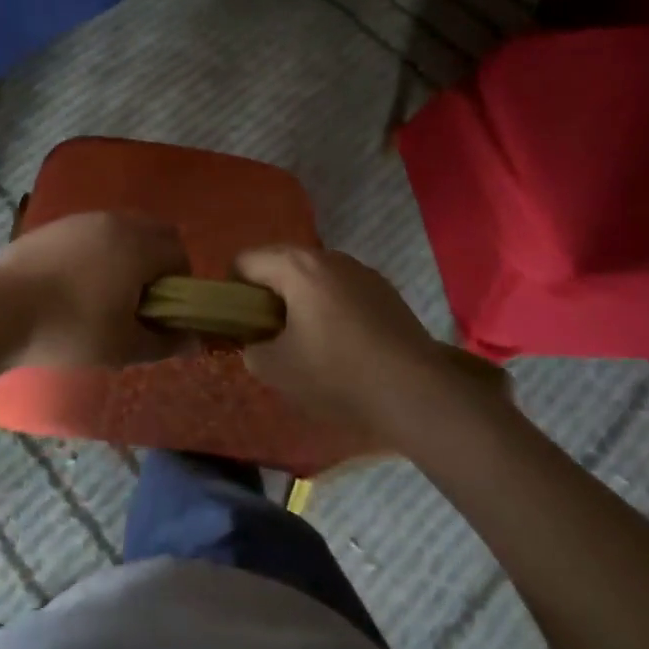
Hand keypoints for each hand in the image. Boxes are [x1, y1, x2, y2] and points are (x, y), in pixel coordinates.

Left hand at [0, 212, 192, 370]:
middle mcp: (114, 222)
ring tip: (104, 293)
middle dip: (157, 262)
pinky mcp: (53, 226)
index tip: (161, 312)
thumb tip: (194, 340)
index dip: (180, 283)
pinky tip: (73, 284)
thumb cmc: (70, 329)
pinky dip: (96, 251)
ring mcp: (80, 220)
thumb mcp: (123, 346)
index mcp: (139, 245)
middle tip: (138, 301)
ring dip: (126, 254)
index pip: (179, 253)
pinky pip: (90, 233)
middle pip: (154, 233)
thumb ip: (165, 341)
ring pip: (121, 229)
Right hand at [233, 246, 508, 433]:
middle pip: (279, 263)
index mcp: (296, 266)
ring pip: (313, 276)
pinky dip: (330, 307)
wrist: (416, 392)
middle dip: (266, 294)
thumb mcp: (275, 369)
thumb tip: (256, 342)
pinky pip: (341, 289)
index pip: (244, 260)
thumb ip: (250, 349)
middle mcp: (328, 256)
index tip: (239, 323)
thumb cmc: (336, 373)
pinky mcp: (386, 290)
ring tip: (307, 341)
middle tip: (268, 333)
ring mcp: (361, 271)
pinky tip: (342, 344)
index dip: (232, 290)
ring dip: (300, 299)